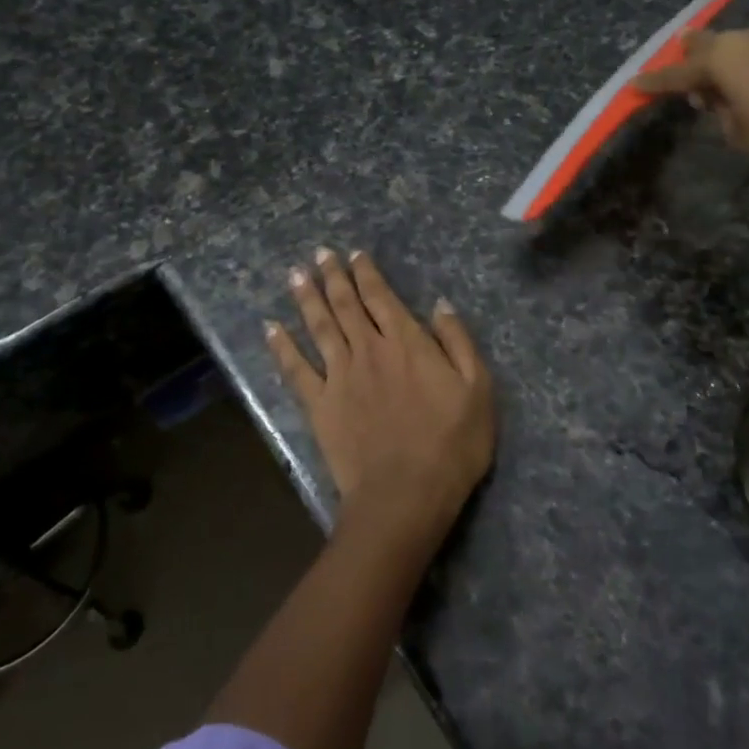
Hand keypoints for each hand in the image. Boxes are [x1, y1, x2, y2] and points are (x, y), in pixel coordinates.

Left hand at [266, 248, 495, 548]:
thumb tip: (439, 304)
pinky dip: (281, 346)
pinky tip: (270, 328)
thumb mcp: (478, 389)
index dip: (367, 274)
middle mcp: (369, 350)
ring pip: (319, 327)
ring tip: (295, 274)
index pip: (382, 298)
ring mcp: (340, 377)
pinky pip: (296, 369)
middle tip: (320, 253)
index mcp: (407, 343)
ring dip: (307, 298)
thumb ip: (457, 342)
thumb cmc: (451, 444)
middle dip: (333, 276)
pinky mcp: (319, 405)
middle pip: (346, 305)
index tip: (354, 255)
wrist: (405, 495)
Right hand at [636, 22, 748, 180]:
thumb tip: (718, 97)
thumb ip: (721, 112)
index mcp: (726, 59)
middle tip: (687, 67)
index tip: (635, 84)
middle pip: (713, 42)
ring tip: (744, 82)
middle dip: (695, 55)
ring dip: (742, 60)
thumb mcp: (741, 135)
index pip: (678, 73)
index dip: (655, 82)